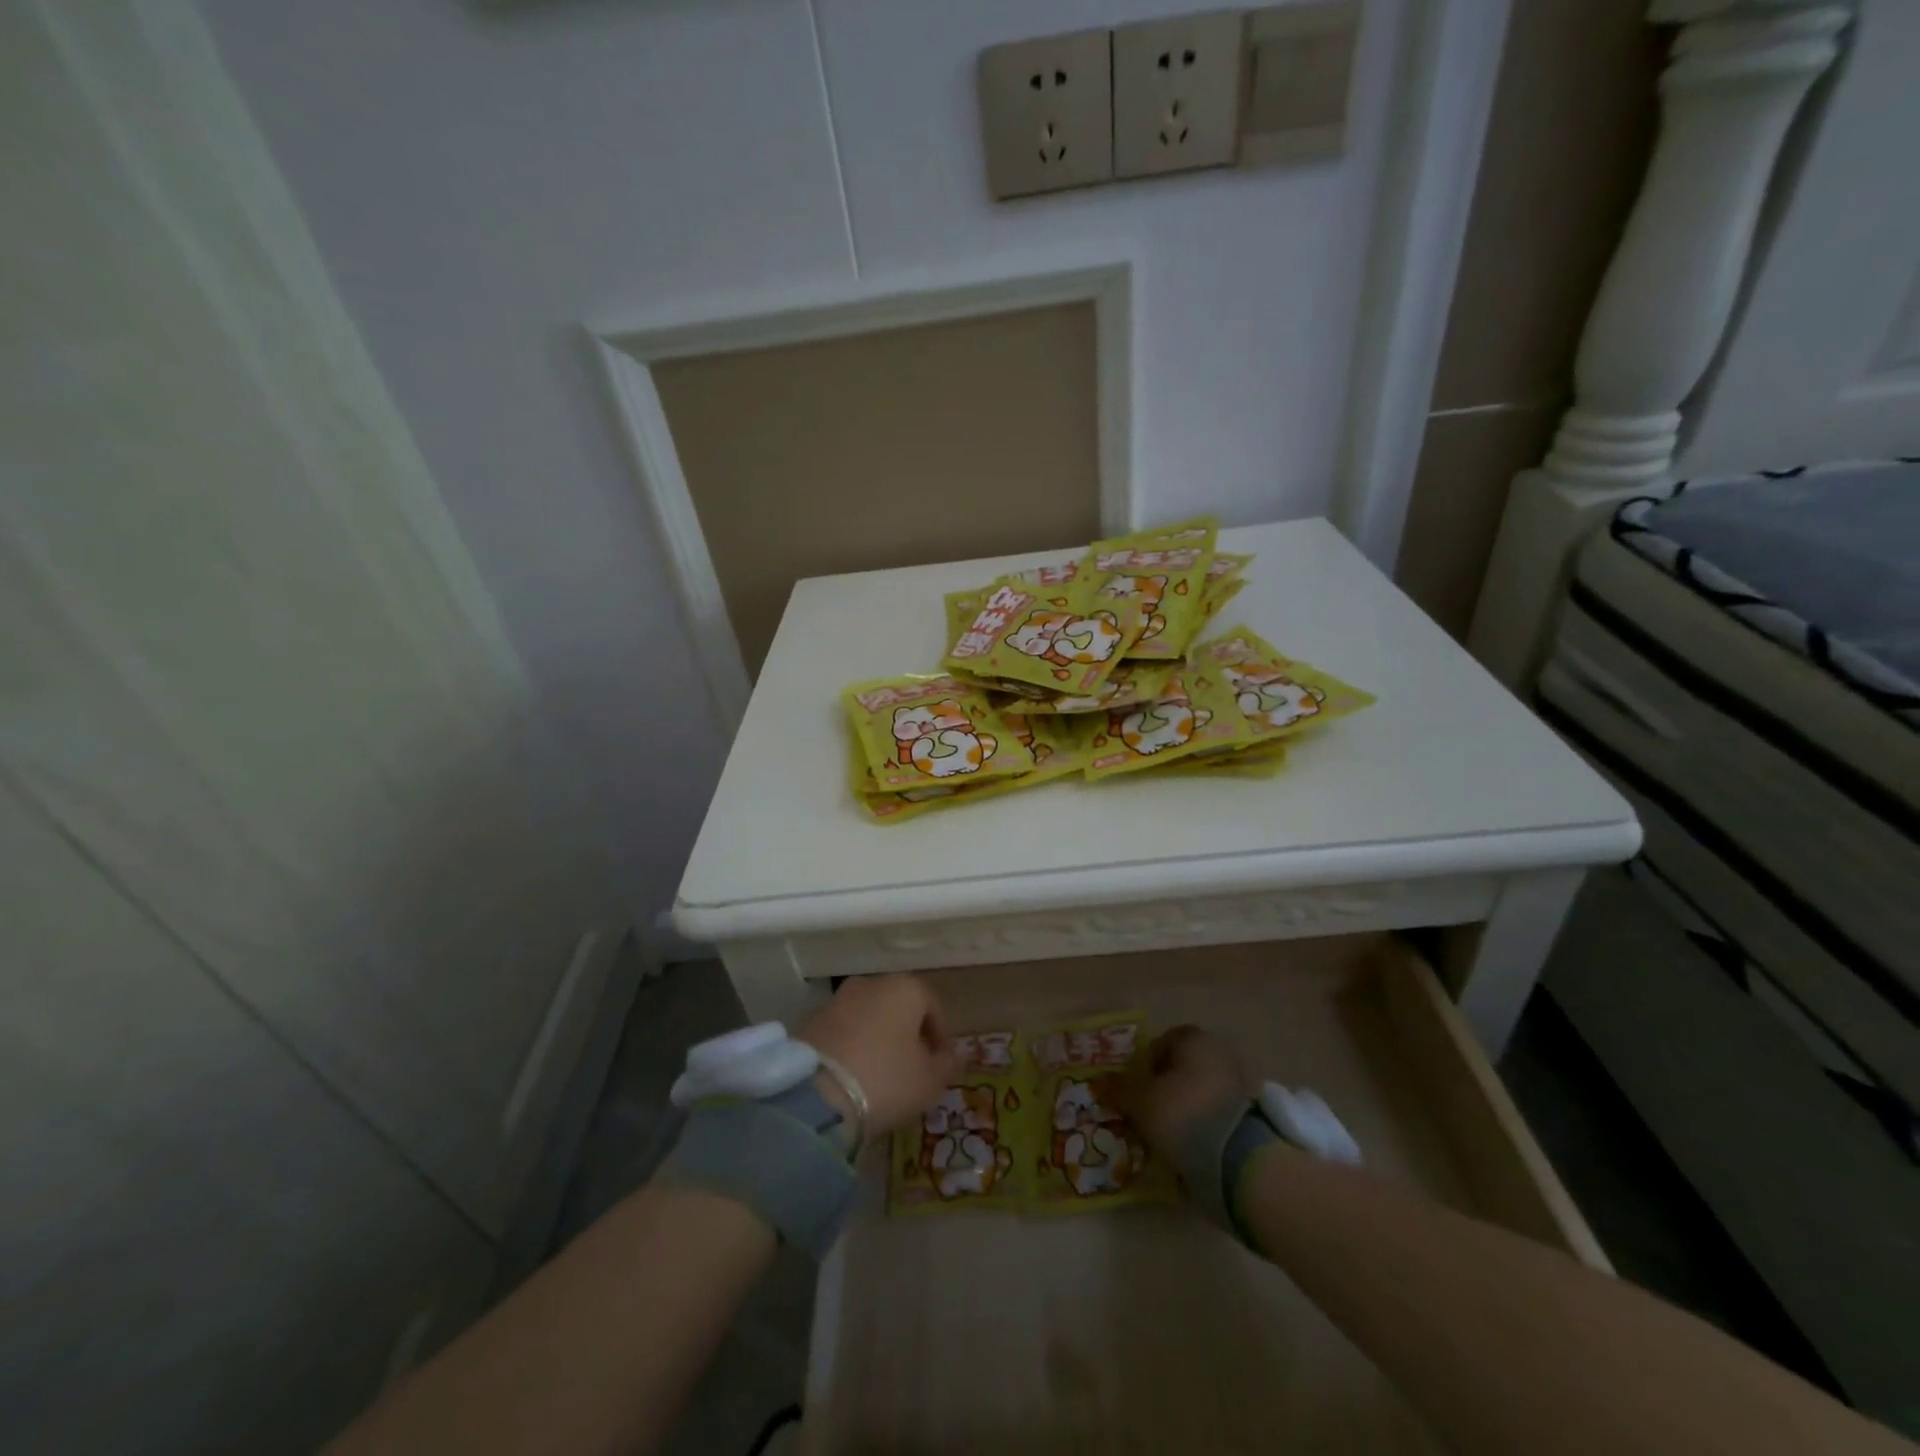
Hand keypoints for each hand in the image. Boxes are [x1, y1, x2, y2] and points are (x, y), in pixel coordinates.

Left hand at [797, 976, 961, 1140]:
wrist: (816, 1097)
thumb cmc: (886, 1079)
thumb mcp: (929, 1081)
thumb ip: (947, 1065)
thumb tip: (954, 1056)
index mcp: (905, 988)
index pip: (933, 1007)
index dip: (940, 1037)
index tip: (941, 1064)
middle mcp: (871, 984)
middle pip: (898, 1008)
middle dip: (907, 1035)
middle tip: (912, 1069)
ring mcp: (837, 1001)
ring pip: (869, 1018)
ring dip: (878, 1040)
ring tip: (881, 1076)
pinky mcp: (811, 1022)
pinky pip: (844, 1032)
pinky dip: (853, 1047)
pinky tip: (855, 1076)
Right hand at [1107, 1025, 1252, 1156]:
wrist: (1238, 1159)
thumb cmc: (1182, 1114)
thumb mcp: (1140, 1102)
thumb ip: (1118, 1089)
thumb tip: (1097, 1081)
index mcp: (1193, 1038)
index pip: (1162, 1042)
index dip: (1145, 1065)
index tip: (1139, 1091)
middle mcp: (1219, 1051)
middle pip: (1181, 1066)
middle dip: (1165, 1086)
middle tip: (1150, 1112)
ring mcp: (1239, 1082)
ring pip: (1199, 1090)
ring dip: (1185, 1106)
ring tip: (1169, 1134)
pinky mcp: (1251, 1113)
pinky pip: (1216, 1112)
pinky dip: (1203, 1123)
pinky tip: (1191, 1144)